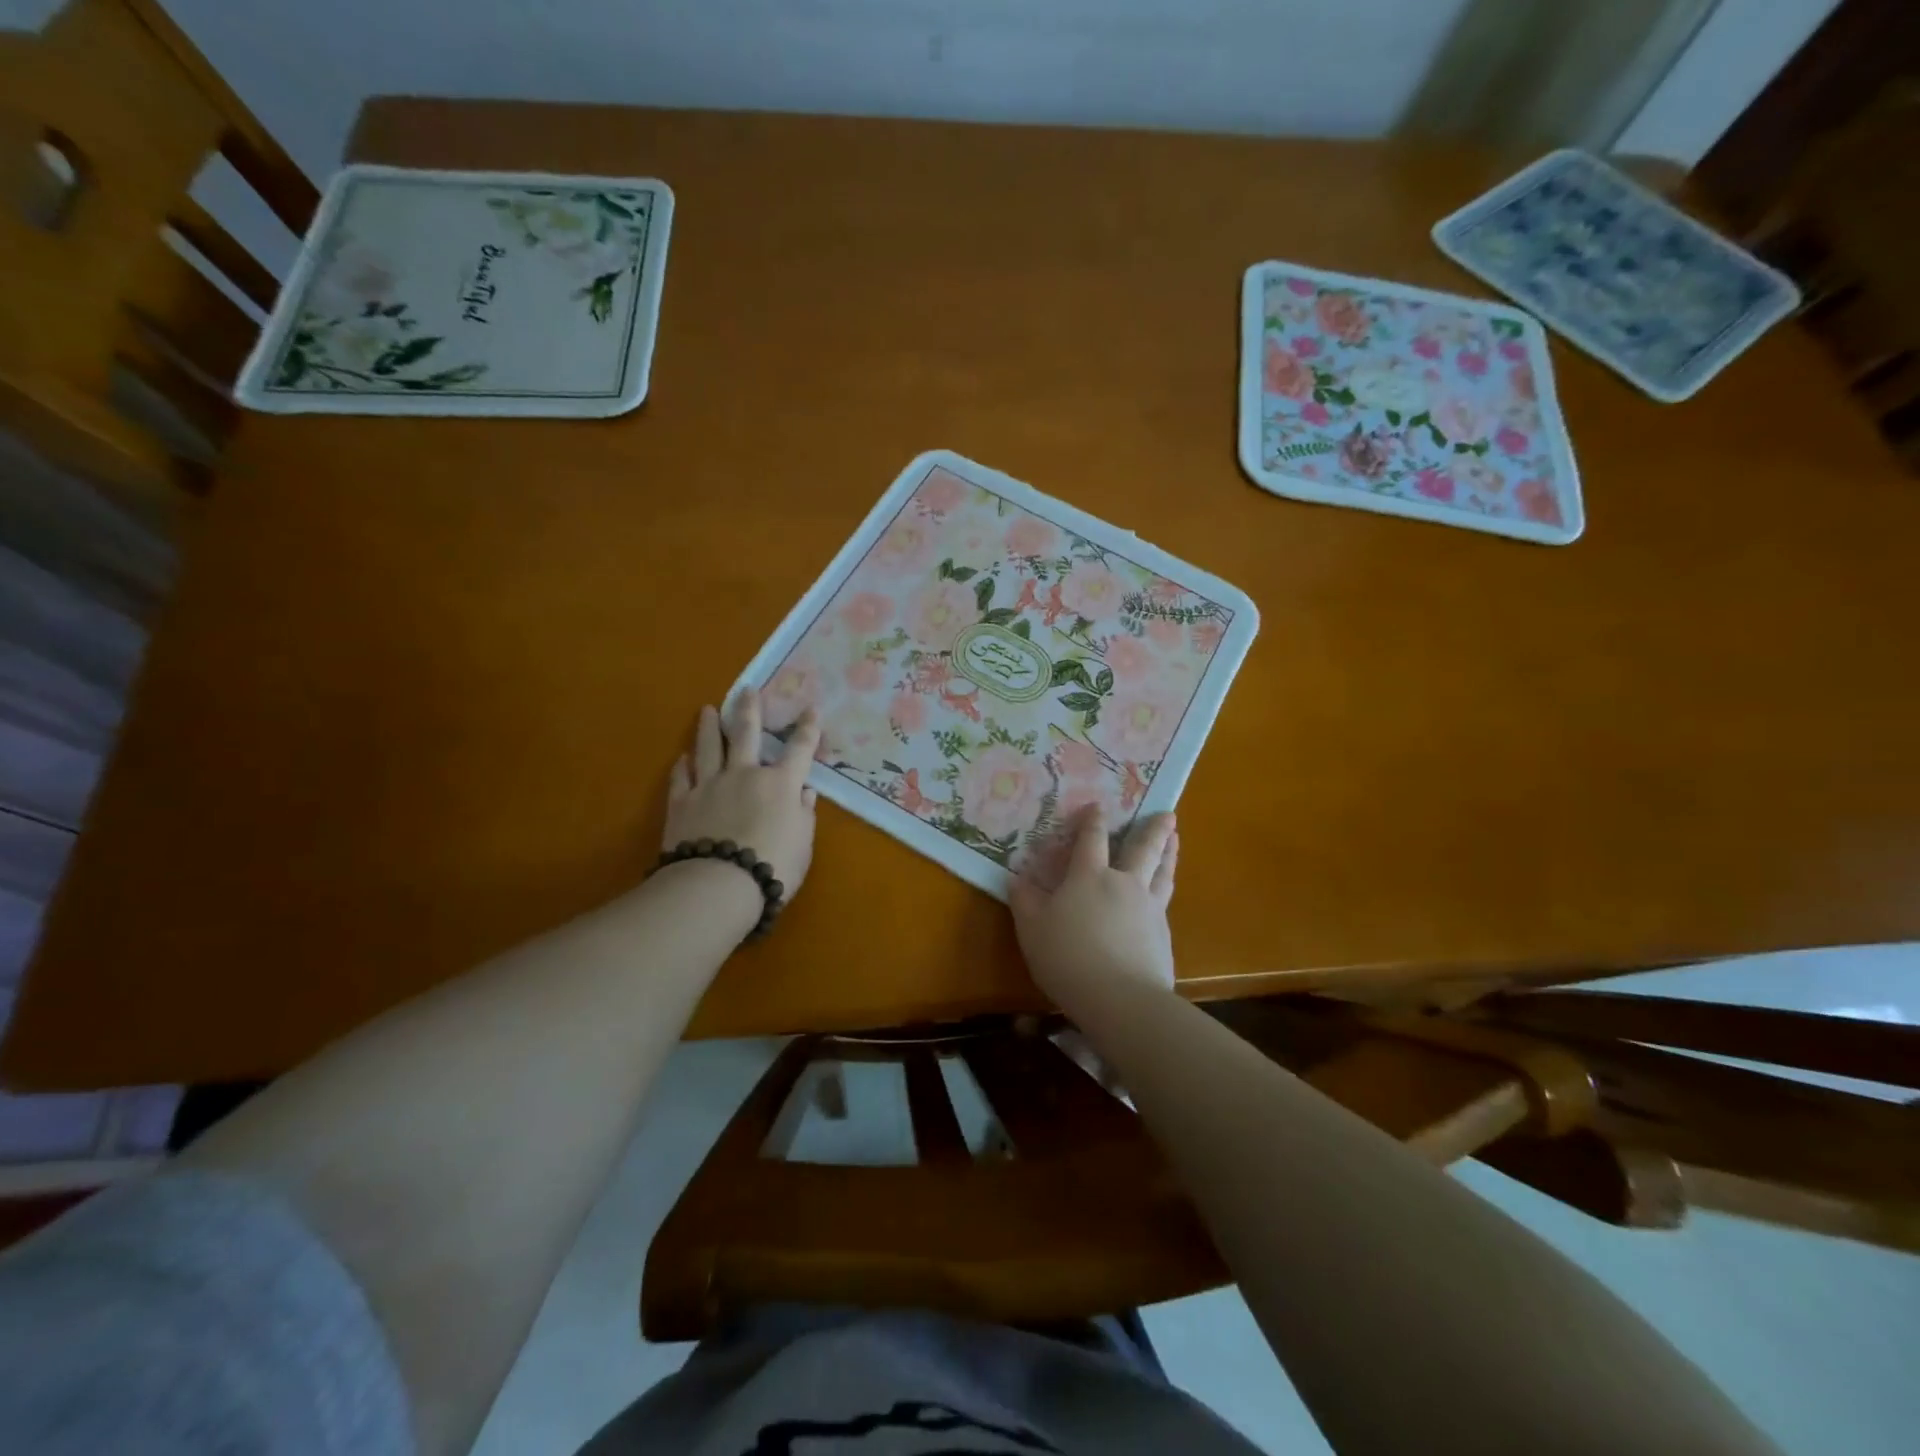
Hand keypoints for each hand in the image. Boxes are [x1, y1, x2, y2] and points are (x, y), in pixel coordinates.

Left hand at [664, 696, 821, 902]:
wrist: (718, 884)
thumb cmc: (773, 866)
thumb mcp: (802, 844)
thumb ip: (804, 815)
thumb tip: (804, 794)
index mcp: (780, 784)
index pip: (800, 749)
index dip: (808, 729)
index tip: (811, 709)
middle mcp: (745, 775)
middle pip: (746, 734)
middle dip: (749, 710)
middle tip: (747, 690)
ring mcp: (710, 786)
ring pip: (708, 748)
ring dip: (708, 727)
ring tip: (707, 709)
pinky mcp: (682, 803)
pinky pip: (682, 778)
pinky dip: (683, 766)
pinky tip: (682, 757)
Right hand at [1009, 805, 1179, 1013]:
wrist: (1120, 998)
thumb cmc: (1067, 957)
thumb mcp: (1032, 929)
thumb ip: (1025, 901)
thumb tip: (1016, 878)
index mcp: (1089, 876)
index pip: (1092, 839)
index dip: (1093, 820)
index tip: (1097, 805)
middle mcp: (1124, 883)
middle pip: (1143, 849)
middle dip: (1154, 829)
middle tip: (1168, 813)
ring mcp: (1149, 908)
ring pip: (1163, 872)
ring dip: (1170, 852)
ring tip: (1175, 839)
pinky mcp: (1163, 934)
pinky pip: (1165, 901)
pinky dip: (1166, 888)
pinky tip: (1165, 892)